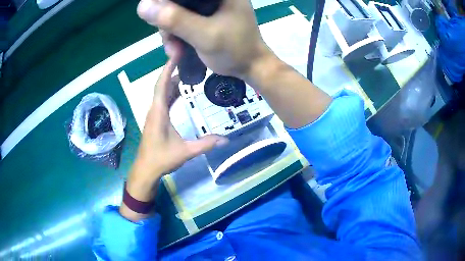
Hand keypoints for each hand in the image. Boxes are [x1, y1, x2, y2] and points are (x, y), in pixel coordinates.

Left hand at [127, 46, 227, 201]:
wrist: (146, 169)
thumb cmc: (161, 159)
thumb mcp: (185, 152)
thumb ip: (205, 144)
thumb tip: (226, 139)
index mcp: (159, 112)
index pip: (162, 84)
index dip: (168, 68)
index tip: (176, 54)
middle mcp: (155, 109)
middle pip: (162, 84)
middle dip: (172, 70)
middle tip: (187, 59)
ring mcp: (154, 114)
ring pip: (162, 92)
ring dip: (172, 80)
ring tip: (187, 71)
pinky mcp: (156, 119)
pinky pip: (163, 100)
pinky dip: (171, 91)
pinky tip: (180, 91)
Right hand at [137, 0, 271, 78]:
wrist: (250, 66)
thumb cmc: (235, 49)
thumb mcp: (205, 35)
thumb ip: (175, 19)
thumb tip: (142, 6)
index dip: (163, 1)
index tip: (158, 18)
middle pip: (176, 0)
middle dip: (166, 20)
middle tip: (169, 39)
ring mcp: (207, 6)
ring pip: (175, 11)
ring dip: (169, 31)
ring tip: (175, 50)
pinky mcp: (203, 17)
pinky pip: (181, 20)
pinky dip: (175, 35)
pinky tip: (177, 49)